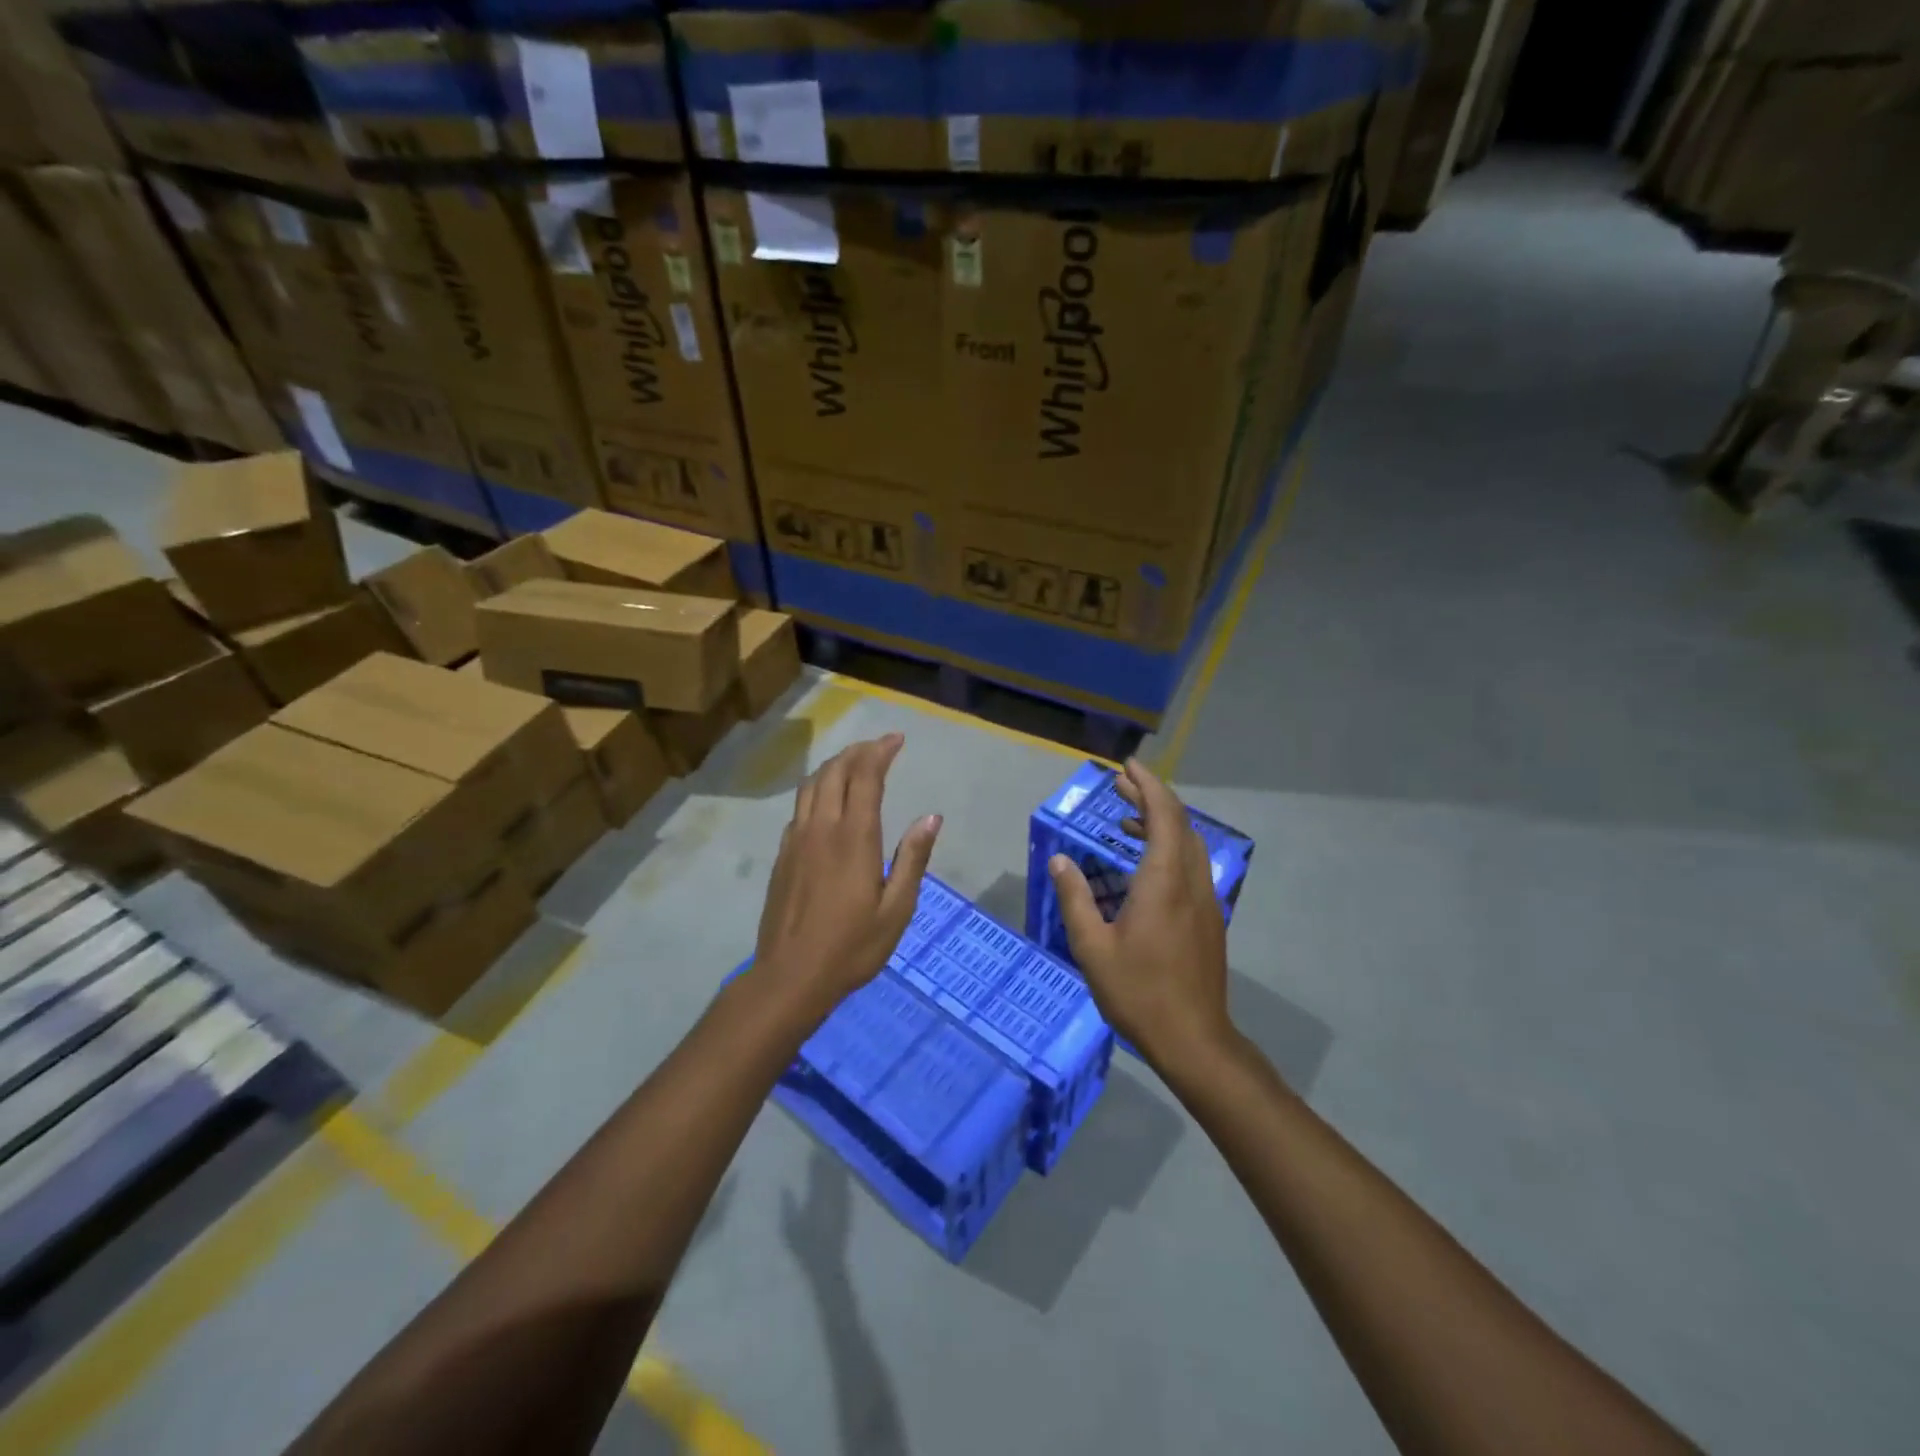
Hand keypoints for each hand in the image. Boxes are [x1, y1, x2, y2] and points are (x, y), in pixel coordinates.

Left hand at [754, 733, 940, 1011]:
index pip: (866, 777)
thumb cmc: (852, 947)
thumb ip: (912, 858)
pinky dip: (817, 790)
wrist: (790, 976)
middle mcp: (822, 828)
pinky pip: (799, 807)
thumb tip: (931, 817)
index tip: (897, 739)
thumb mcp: (897, 909)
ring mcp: (796, 840)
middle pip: (835, 772)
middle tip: (879, 746)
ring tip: (853, 763)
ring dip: (834, 766)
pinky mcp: (782, 855)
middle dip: (858, 751)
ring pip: (811, 785)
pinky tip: (826, 802)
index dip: (880, 752)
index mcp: (854, 838)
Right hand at [1048, 759, 1232, 1071]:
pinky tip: (1146, 864)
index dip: (1147, 785)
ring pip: (1188, 844)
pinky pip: (1192, 865)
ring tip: (1127, 819)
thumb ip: (1075, 898)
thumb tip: (1059, 860)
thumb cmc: (1139, 992)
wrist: (1194, 1040)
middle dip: (1151, 797)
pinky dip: (1169, 847)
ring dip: (1161, 822)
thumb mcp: (1093, 947)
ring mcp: (1205, 900)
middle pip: (1179, 823)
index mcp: (1164, 881)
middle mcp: (1191, 882)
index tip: (1127, 766)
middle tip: (1120, 784)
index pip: (1163, 815)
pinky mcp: (1208, 918)